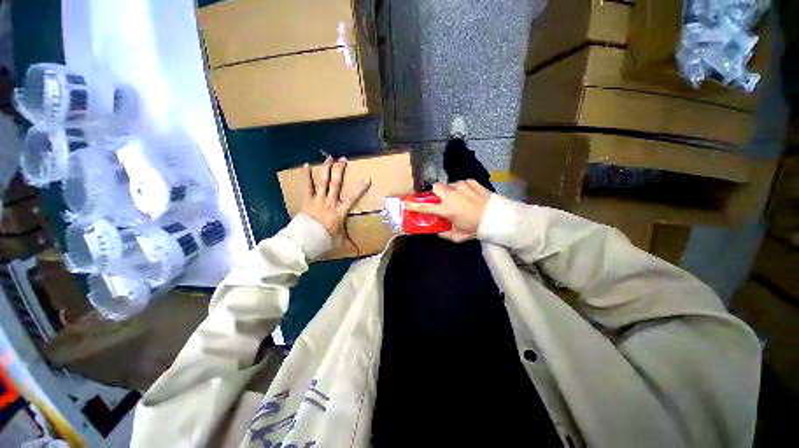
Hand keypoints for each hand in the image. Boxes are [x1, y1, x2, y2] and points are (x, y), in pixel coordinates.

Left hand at [301, 156, 370, 248]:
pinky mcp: (307, 200)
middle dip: (340, 171)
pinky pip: (307, 186)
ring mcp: (317, 200)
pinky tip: (305, 165)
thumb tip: (360, 252)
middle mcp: (329, 202)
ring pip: (323, 182)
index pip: (352, 198)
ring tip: (328, 157)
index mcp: (339, 212)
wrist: (304, 241)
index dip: (360, 188)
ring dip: (326, 169)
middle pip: (336, 184)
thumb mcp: (340, 244)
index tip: (367, 179)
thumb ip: (350, 245)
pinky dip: (306, 176)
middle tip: (343, 159)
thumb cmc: (324, 241)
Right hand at [405, 180, 490, 241]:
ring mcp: (461, 186)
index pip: (425, 206)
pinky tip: (469, 196)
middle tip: (442, 200)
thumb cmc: (476, 228)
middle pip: (435, 187)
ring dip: (450, 191)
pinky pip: (461, 183)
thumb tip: (438, 230)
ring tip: (460, 199)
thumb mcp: (458, 236)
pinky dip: (461, 189)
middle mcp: (451, 195)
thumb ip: (444, 234)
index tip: (406, 204)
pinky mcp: (471, 181)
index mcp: (446, 209)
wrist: (498, 217)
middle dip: (436, 193)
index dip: (414, 206)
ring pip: (449, 185)